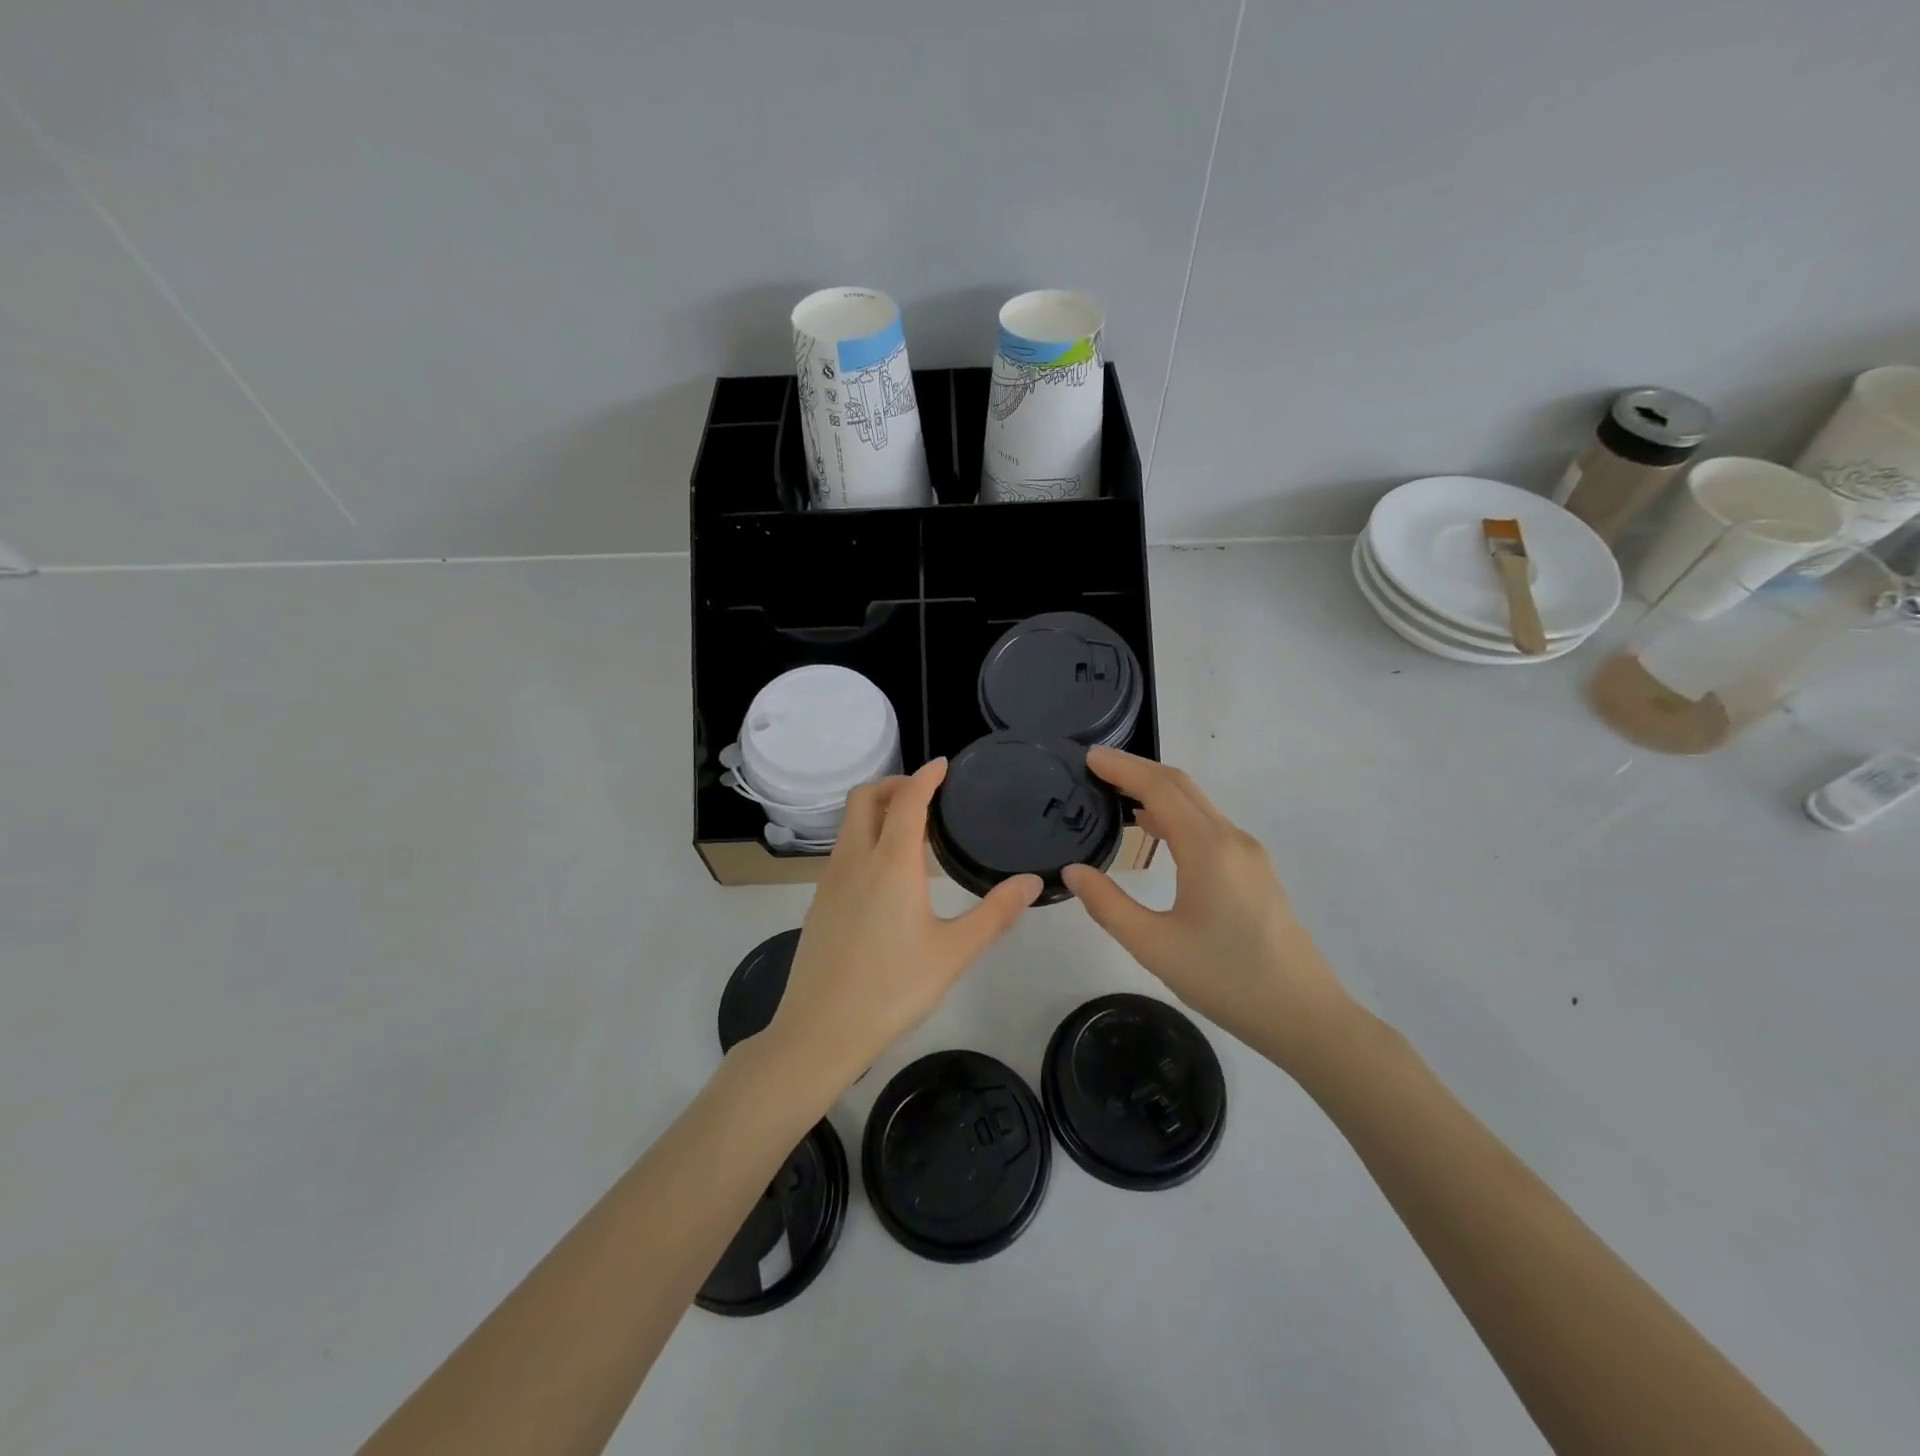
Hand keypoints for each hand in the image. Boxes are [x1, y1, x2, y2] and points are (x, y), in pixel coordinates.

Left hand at [763, 759, 1042, 1092]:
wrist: (820, 1031)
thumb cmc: (892, 989)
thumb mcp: (954, 953)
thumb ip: (996, 914)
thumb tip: (1033, 882)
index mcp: (890, 864)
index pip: (907, 800)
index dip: (926, 776)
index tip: (943, 766)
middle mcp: (855, 861)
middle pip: (864, 798)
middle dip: (894, 784)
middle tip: (926, 794)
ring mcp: (830, 881)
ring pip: (849, 824)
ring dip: (877, 810)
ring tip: (912, 830)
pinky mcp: (819, 902)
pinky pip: (843, 850)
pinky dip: (865, 838)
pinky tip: (887, 872)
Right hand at [1061, 748, 1356, 1073]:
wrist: (1304, 1016)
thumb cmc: (1227, 980)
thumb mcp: (1155, 947)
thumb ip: (1108, 905)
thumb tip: (1073, 871)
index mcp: (1207, 849)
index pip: (1159, 789)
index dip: (1122, 768)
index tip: (1088, 756)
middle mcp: (1231, 839)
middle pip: (1181, 786)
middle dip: (1137, 769)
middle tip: (1095, 766)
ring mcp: (1249, 853)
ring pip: (1198, 804)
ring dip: (1157, 789)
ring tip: (1115, 791)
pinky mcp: (1255, 870)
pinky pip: (1209, 824)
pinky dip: (1176, 812)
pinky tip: (1154, 828)